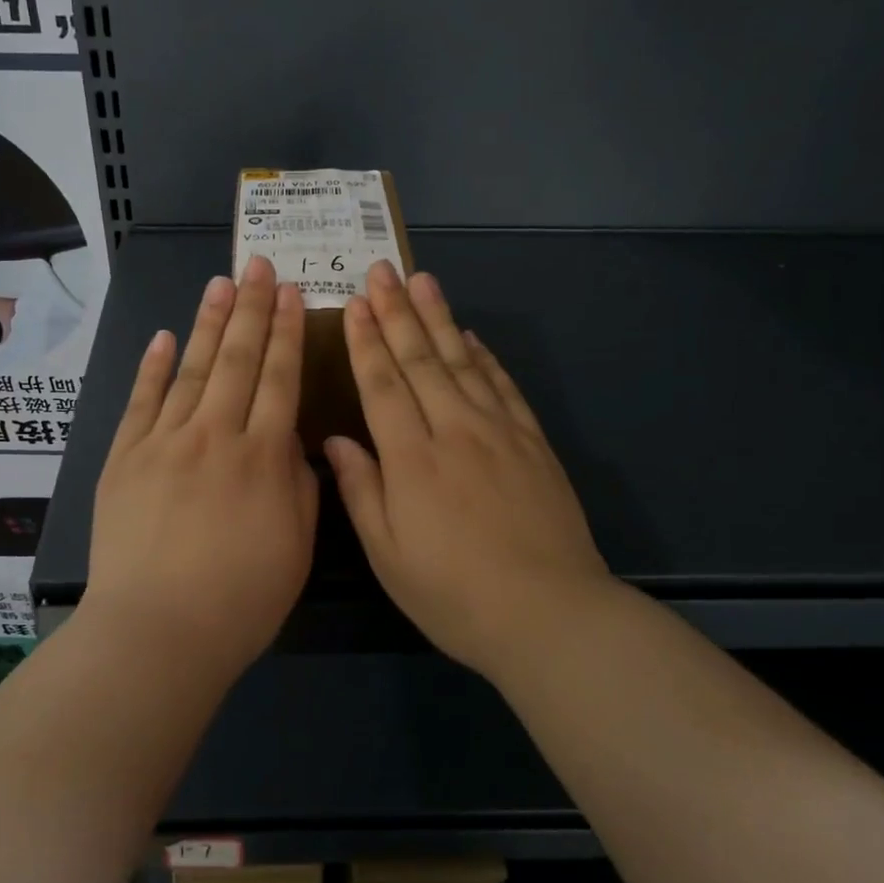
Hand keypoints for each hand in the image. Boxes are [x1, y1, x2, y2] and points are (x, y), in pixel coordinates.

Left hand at [83, 255, 318, 679]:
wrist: (157, 630)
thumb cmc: (240, 600)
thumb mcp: (296, 547)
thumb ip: (299, 487)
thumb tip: (292, 444)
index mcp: (263, 457)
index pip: (280, 379)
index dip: (288, 333)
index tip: (292, 294)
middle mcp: (215, 435)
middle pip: (237, 360)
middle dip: (252, 309)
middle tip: (258, 265)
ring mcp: (164, 442)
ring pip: (191, 370)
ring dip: (207, 323)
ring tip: (220, 283)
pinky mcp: (124, 458)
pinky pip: (141, 402)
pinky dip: (153, 367)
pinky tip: (164, 337)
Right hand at [323, 261, 616, 680]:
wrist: (549, 613)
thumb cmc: (453, 594)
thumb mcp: (389, 555)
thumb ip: (361, 491)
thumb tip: (335, 441)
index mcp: (412, 459)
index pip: (383, 385)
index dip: (367, 342)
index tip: (356, 303)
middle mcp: (454, 431)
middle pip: (421, 360)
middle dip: (398, 312)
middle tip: (383, 269)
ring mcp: (499, 433)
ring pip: (463, 362)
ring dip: (439, 318)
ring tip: (423, 281)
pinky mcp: (533, 444)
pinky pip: (504, 387)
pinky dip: (485, 356)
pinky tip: (472, 336)